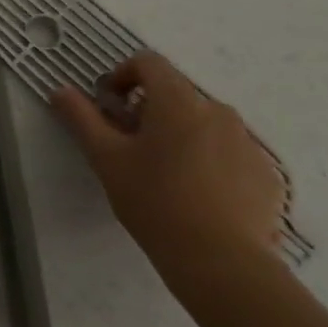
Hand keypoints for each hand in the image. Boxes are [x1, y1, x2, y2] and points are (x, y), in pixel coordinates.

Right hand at [51, 52, 286, 298]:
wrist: (222, 263)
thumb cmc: (155, 202)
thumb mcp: (106, 158)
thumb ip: (81, 118)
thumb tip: (61, 90)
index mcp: (178, 101)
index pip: (149, 63)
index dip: (123, 75)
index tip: (110, 106)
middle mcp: (218, 111)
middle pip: (177, 94)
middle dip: (150, 111)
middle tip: (132, 147)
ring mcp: (248, 143)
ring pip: (205, 123)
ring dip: (181, 134)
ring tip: (165, 174)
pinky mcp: (267, 175)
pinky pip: (231, 152)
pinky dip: (210, 160)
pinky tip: (197, 196)